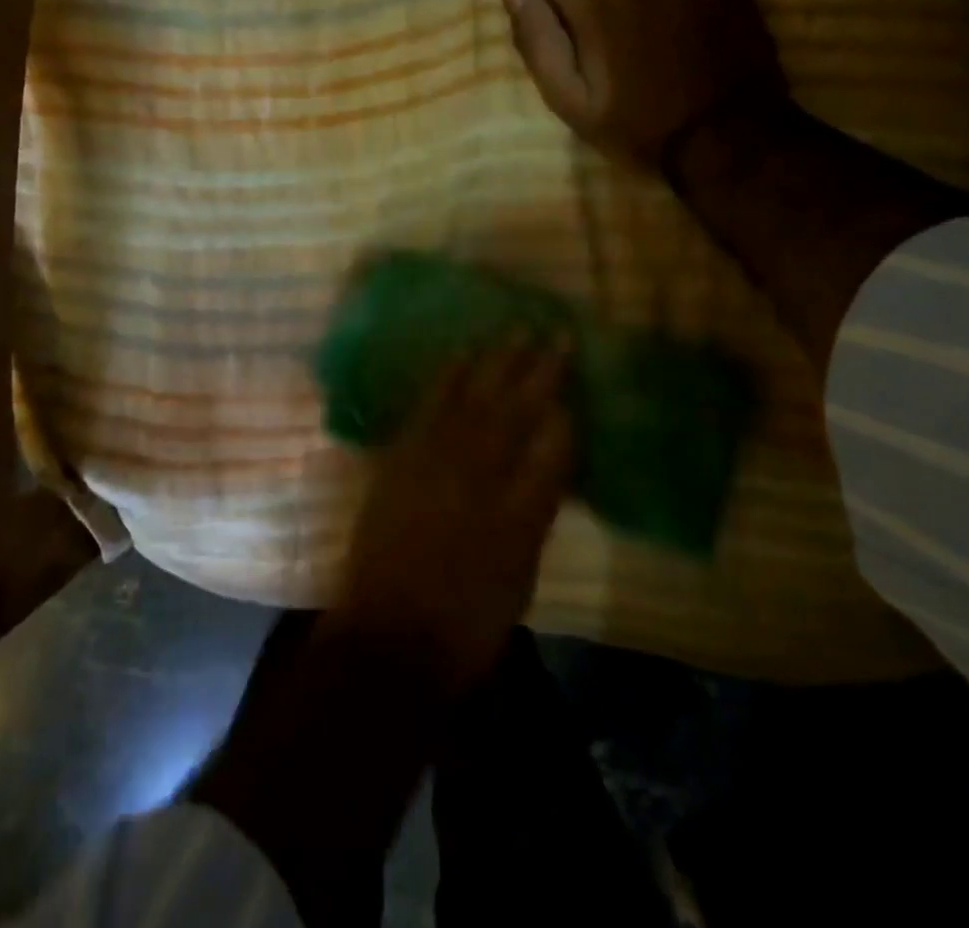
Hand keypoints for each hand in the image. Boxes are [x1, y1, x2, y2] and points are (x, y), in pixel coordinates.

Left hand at [328, 339, 574, 697]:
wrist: (389, 636)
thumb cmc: (467, 623)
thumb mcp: (521, 576)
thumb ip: (536, 511)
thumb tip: (548, 462)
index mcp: (518, 512)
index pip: (552, 447)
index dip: (567, 410)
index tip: (579, 377)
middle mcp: (478, 475)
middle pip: (513, 412)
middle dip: (537, 370)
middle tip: (556, 334)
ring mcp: (434, 462)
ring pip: (470, 399)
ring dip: (494, 363)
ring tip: (513, 332)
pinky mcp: (401, 458)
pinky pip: (427, 406)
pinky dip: (445, 378)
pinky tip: (458, 358)